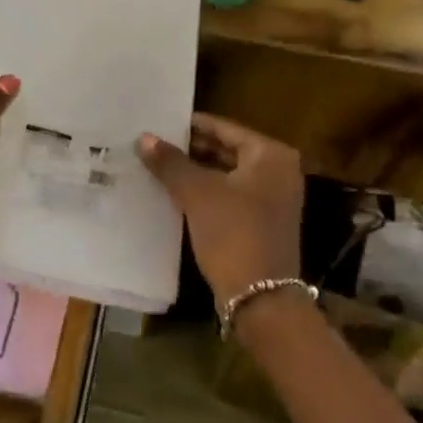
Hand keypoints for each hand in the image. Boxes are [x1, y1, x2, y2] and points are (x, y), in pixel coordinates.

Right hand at [135, 114, 303, 308]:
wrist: (261, 299)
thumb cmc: (233, 233)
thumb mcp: (197, 193)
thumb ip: (170, 162)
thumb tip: (143, 137)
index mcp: (271, 154)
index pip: (224, 128)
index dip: (190, 126)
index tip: (159, 123)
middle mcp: (279, 171)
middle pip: (227, 149)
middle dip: (191, 149)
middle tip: (154, 144)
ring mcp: (273, 198)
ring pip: (226, 174)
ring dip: (196, 171)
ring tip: (158, 165)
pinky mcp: (263, 222)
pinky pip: (230, 196)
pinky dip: (206, 192)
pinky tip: (175, 192)